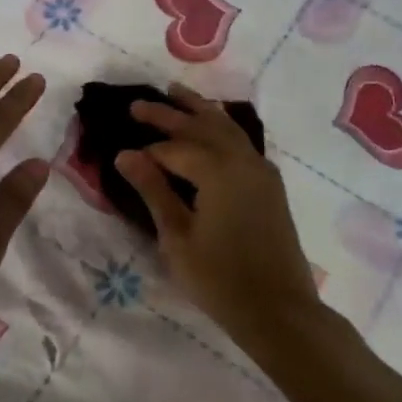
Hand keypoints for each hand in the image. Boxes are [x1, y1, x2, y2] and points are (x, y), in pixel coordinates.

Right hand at [117, 84, 322, 345]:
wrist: (279, 310)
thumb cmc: (220, 279)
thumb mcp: (177, 237)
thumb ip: (154, 191)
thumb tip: (125, 155)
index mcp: (217, 171)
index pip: (174, 149)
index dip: (148, 152)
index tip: (123, 153)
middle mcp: (242, 160)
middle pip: (201, 126)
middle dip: (168, 113)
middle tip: (137, 104)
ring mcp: (260, 169)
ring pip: (226, 126)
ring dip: (199, 109)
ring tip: (176, 92)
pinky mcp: (270, 183)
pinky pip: (241, 140)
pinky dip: (221, 126)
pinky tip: (213, 125)